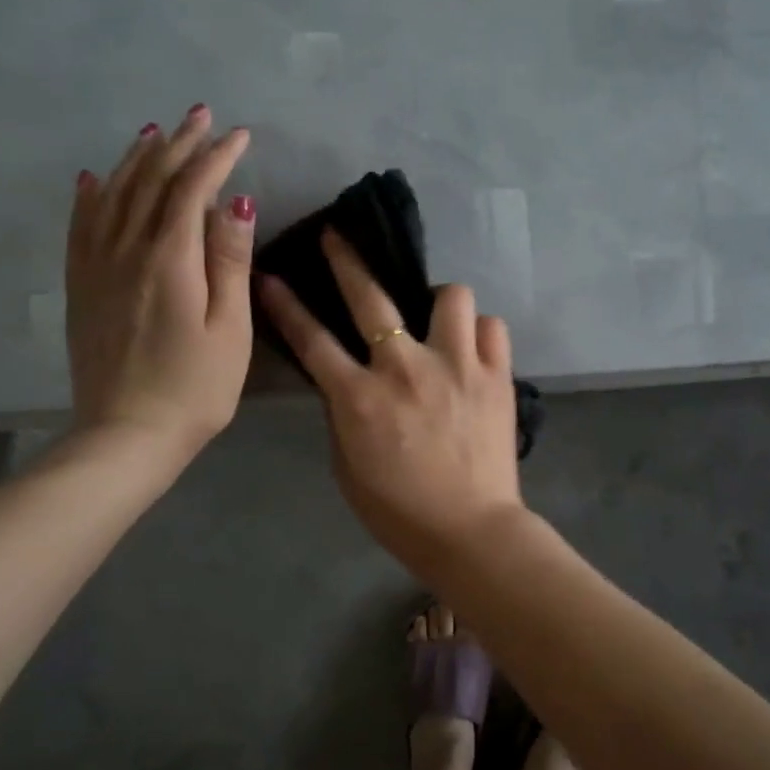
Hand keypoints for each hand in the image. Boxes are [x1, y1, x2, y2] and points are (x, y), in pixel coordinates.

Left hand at [65, 106, 254, 475]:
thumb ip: (230, 262)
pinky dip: (90, 196)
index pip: (192, 190)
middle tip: (200, 116)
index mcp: (169, 260)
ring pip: (114, 196)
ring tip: (155, 134)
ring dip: (136, 160)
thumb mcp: (230, 328)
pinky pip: (81, 227)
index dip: (216, 157)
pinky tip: (93, 179)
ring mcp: (97, 268)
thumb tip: (237, 202)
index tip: (240, 134)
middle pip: (151, 183)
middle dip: (179, 145)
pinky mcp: (82, 287)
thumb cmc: (196, 387)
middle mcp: (126, 251)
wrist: (128, 434)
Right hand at [258, 232, 525, 568]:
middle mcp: (406, 368)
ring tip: (437, 321)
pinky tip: (473, 350)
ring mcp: (457, 366)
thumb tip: (347, 379)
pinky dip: (480, 333)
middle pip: (371, 297)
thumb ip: (344, 414)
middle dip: (347, 260)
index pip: (313, 340)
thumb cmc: (399, 510)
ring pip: (451, 295)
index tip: (272, 276)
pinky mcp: (496, 375)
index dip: (287, 305)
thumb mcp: (348, 466)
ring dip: (439, 302)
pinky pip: (491, 327)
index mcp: (360, 398)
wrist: (470, 531)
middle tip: (338, 239)